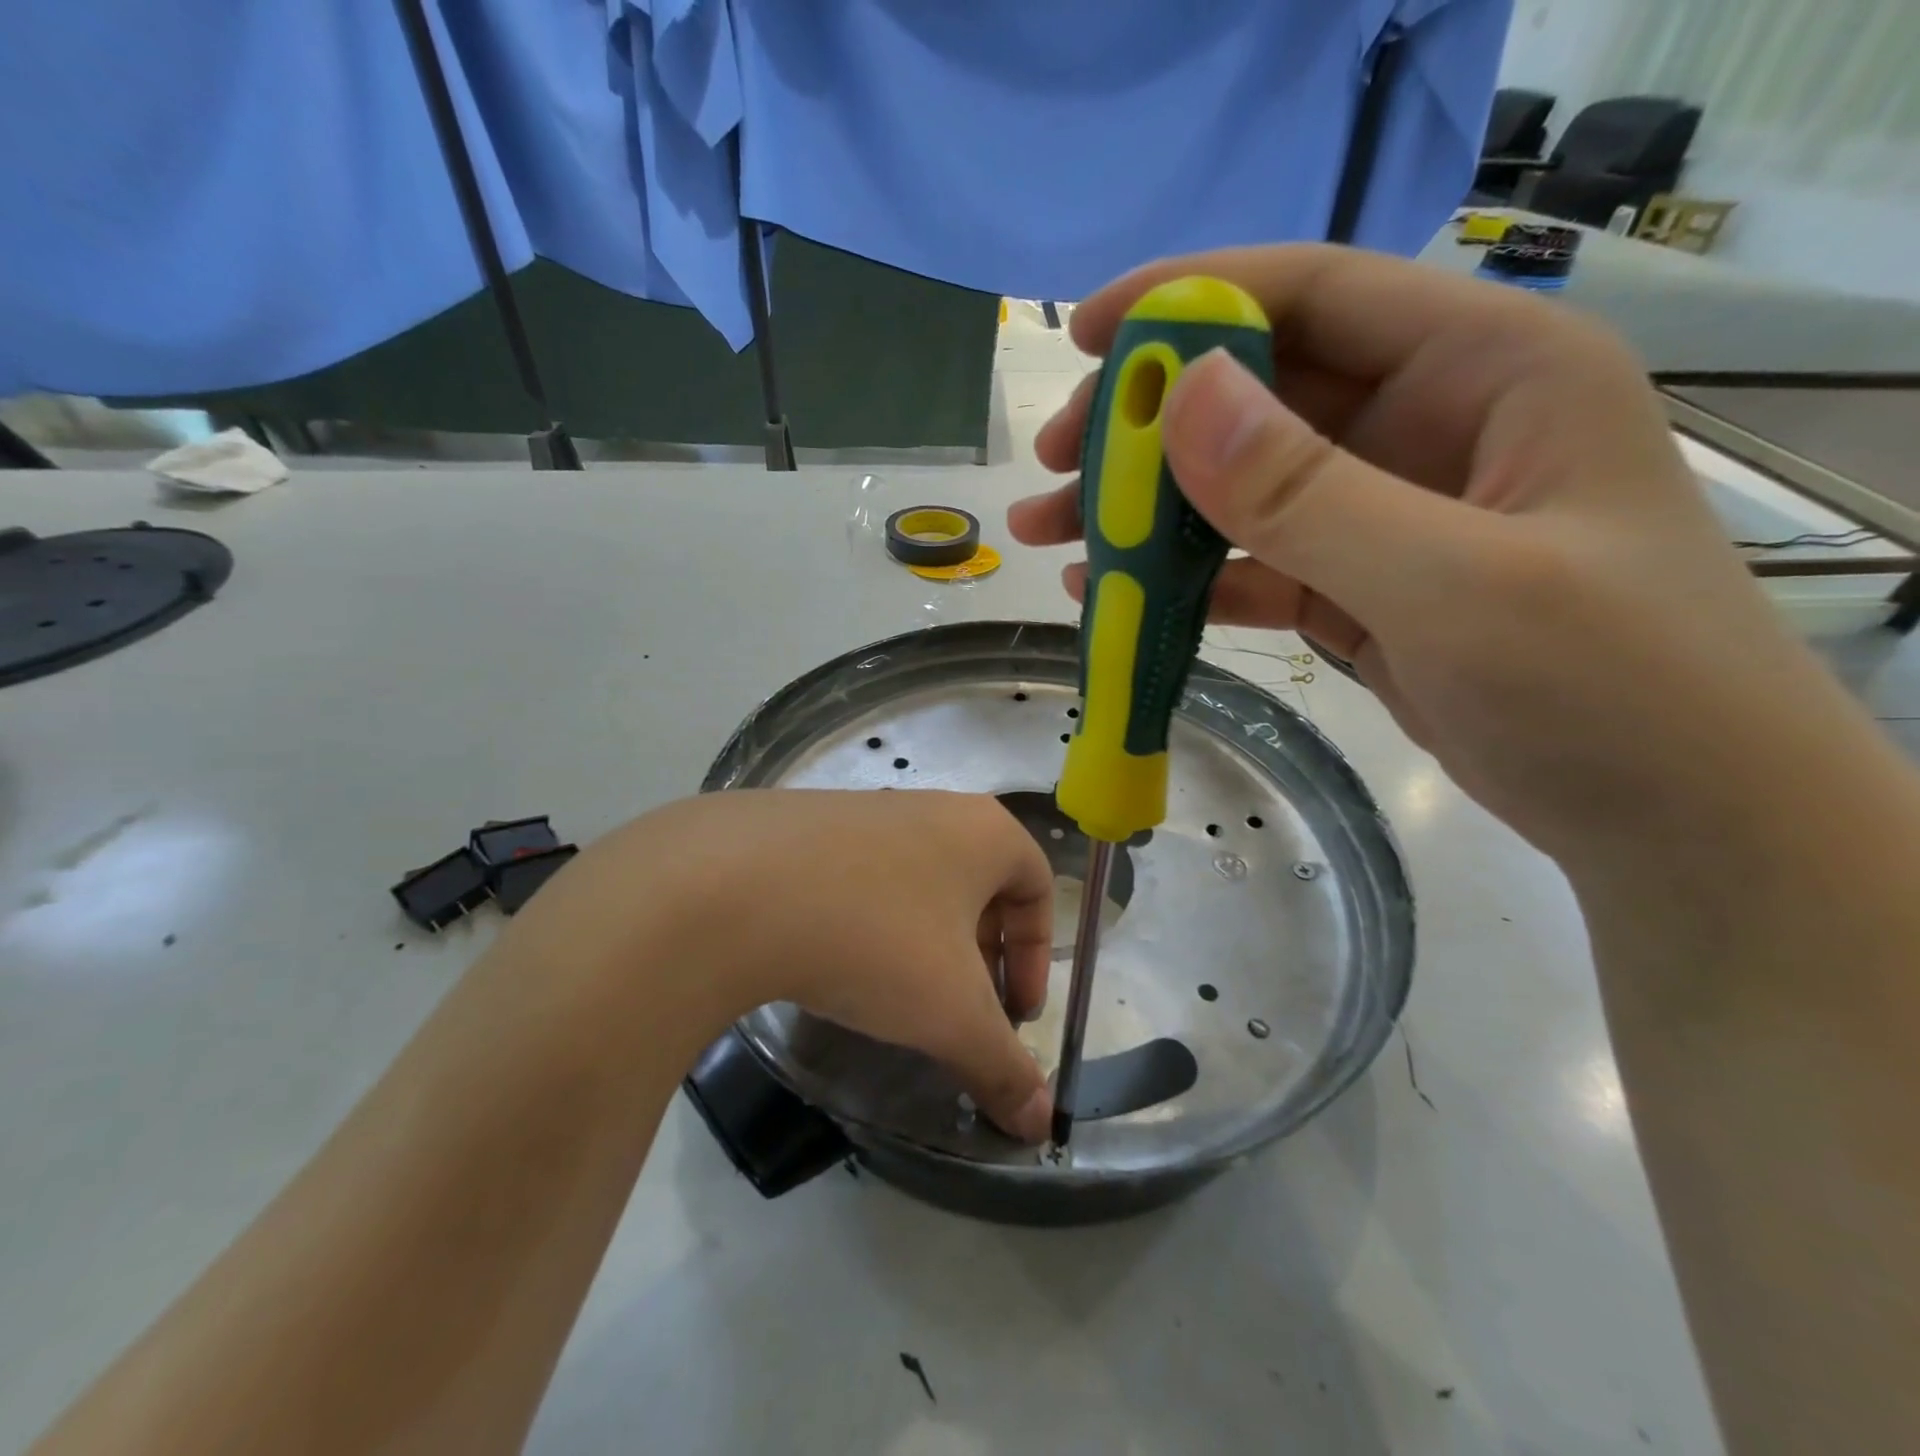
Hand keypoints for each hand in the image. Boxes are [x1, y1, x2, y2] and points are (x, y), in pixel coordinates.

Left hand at [524, 789, 1055, 1141]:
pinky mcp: (807, 823)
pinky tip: (836, 960)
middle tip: (960, 1009)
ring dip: (923, 939)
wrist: (732, 888)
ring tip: (896, 993)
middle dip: (980, 953)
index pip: (1037, 887)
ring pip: (917, 880)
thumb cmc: (875, 939)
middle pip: (978, 884)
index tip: (1013, 1013)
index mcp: (983, 831)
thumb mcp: (950, 1014)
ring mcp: (865, 809)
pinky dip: (868, 920)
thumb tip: (1040, 1125)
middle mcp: (931, 807)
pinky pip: (861, 876)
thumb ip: (1002, 1067)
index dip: (1037, 956)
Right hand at [1010, 245, 1872, 867]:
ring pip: (1243, 486)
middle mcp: (1432, 424)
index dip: (1192, 300)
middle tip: (1053, 464)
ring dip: (1147, 508)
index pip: (1317, 295)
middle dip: (1145, 425)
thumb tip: (1178, 399)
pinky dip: (1184, 575)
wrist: (1676, 824)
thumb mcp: (1455, 585)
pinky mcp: (1361, 586)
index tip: (1083, 336)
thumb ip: (1310, 494)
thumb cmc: (1609, 691)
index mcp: (1487, 371)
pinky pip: (1254, 562)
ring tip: (1054, 534)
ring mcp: (1389, 512)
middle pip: (1259, 394)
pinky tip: (1117, 592)